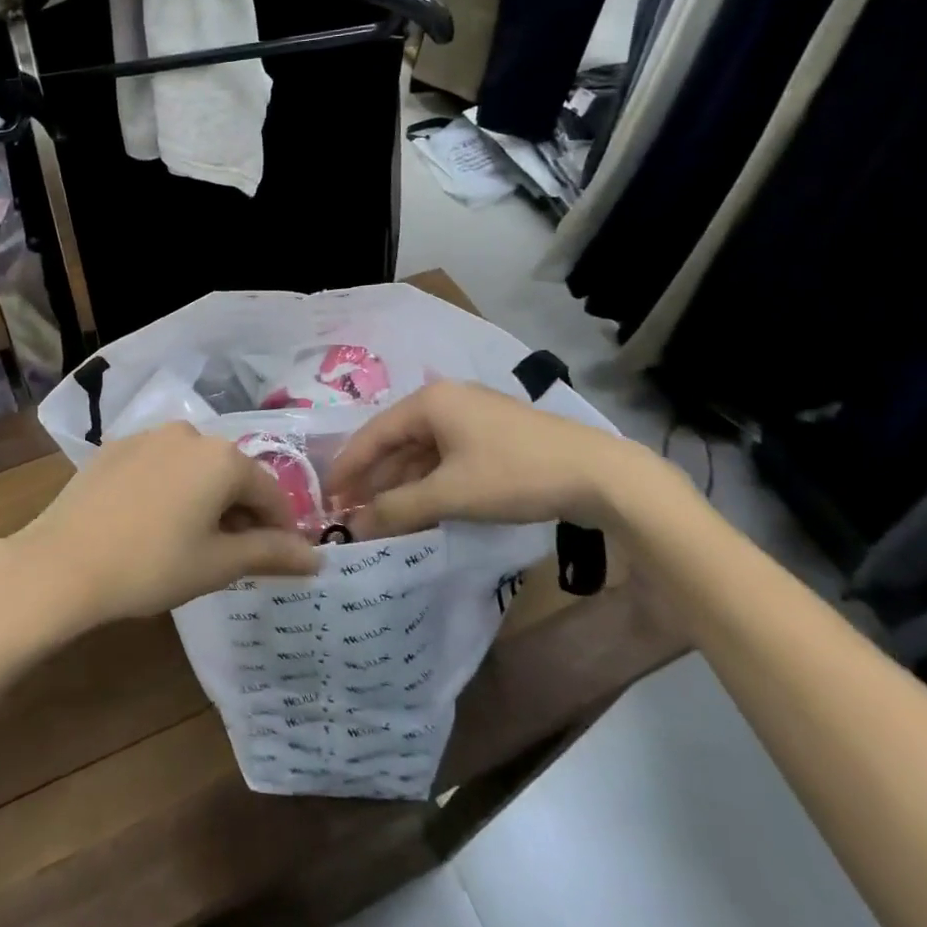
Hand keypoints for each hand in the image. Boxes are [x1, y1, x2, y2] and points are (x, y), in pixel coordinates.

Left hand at [0, 423, 318, 633]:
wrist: (62, 563)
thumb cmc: (151, 566)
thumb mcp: (218, 564)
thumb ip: (271, 553)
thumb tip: (317, 558)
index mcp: (222, 457)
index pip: (270, 492)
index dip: (281, 529)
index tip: (281, 559)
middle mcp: (190, 432)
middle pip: (232, 474)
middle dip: (242, 512)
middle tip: (237, 557)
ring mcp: (148, 435)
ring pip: (196, 468)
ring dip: (207, 499)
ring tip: (195, 541)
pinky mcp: (116, 447)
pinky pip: (161, 465)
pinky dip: (172, 489)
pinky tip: (155, 522)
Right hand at [328, 381, 677, 536]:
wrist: (599, 474)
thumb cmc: (515, 474)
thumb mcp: (451, 494)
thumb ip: (398, 508)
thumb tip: (355, 526)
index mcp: (431, 401)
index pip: (374, 433)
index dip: (348, 467)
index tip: (327, 498)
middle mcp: (447, 400)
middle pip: (396, 440)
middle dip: (374, 477)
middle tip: (351, 511)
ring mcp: (472, 416)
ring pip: (422, 450)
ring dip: (401, 482)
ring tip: (382, 516)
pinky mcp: (493, 436)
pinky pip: (446, 457)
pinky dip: (429, 481)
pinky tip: (422, 507)